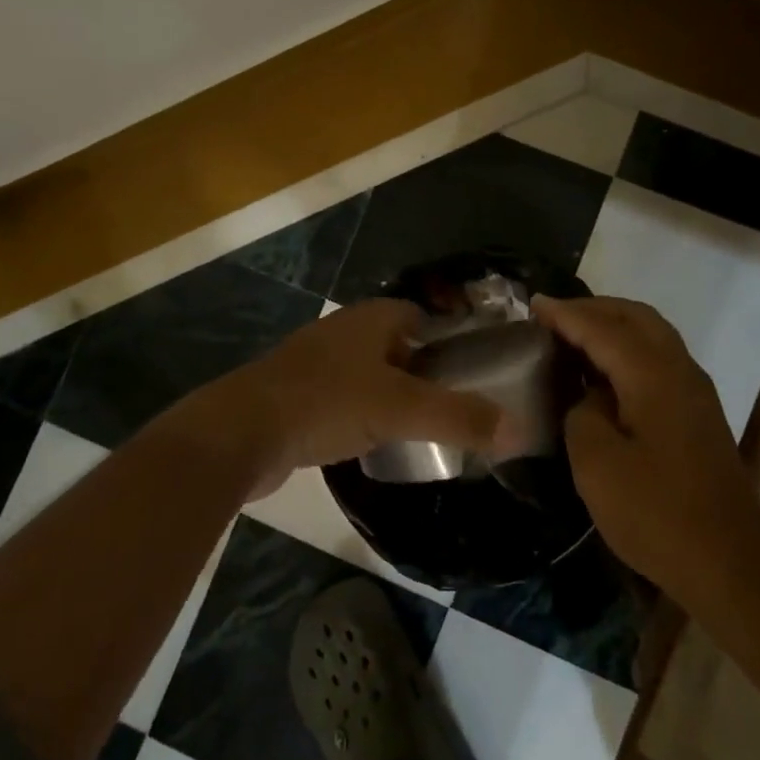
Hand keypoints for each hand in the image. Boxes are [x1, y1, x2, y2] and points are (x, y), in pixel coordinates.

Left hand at [152, 298, 527, 498]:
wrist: (240, 433)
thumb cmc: (325, 403)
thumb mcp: (401, 409)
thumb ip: (460, 418)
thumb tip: (519, 430)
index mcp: (370, 319)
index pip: (422, 315)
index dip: (451, 338)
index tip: (478, 369)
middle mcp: (344, 333)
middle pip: (399, 346)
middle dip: (427, 371)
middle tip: (460, 405)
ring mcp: (317, 365)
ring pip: (372, 375)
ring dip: (396, 396)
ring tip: (428, 429)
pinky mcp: (299, 398)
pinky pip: (347, 401)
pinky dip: (367, 416)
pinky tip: (380, 444)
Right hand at [533, 295, 759, 600]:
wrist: (730, 562)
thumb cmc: (657, 512)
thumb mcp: (597, 463)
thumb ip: (582, 413)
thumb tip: (590, 398)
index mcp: (652, 374)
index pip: (602, 328)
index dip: (565, 315)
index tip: (532, 305)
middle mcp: (679, 369)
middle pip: (635, 317)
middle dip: (593, 309)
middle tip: (553, 317)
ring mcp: (694, 390)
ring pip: (652, 334)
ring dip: (613, 326)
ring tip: (575, 336)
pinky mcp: (698, 413)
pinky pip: (659, 357)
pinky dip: (628, 348)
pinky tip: (605, 372)